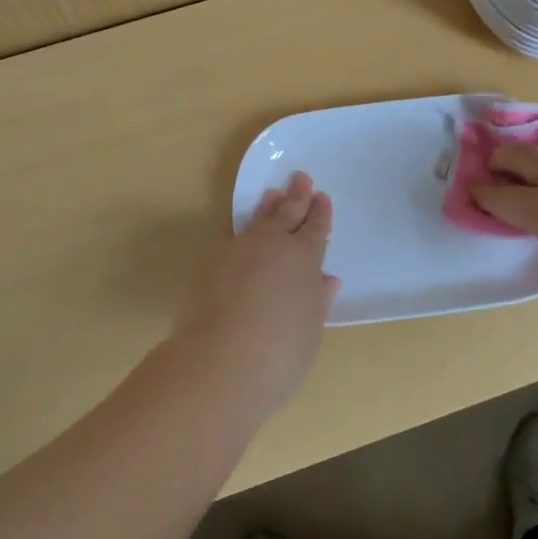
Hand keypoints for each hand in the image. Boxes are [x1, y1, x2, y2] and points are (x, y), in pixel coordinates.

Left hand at [173, 171, 339, 413]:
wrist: (221, 361)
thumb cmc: (281, 351)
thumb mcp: (311, 328)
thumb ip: (318, 300)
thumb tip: (326, 280)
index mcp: (304, 257)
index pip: (315, 228)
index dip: (320, 213)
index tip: (322, 197)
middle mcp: (272, 245)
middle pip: (287, 213)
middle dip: (296, 196)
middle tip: (300, 177)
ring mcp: (238, 251)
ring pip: (257, 221)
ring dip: (268, 207)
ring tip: (272, 195)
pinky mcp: (212, 264)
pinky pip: (235, 239)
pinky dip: (245, 233)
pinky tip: (244, 236)